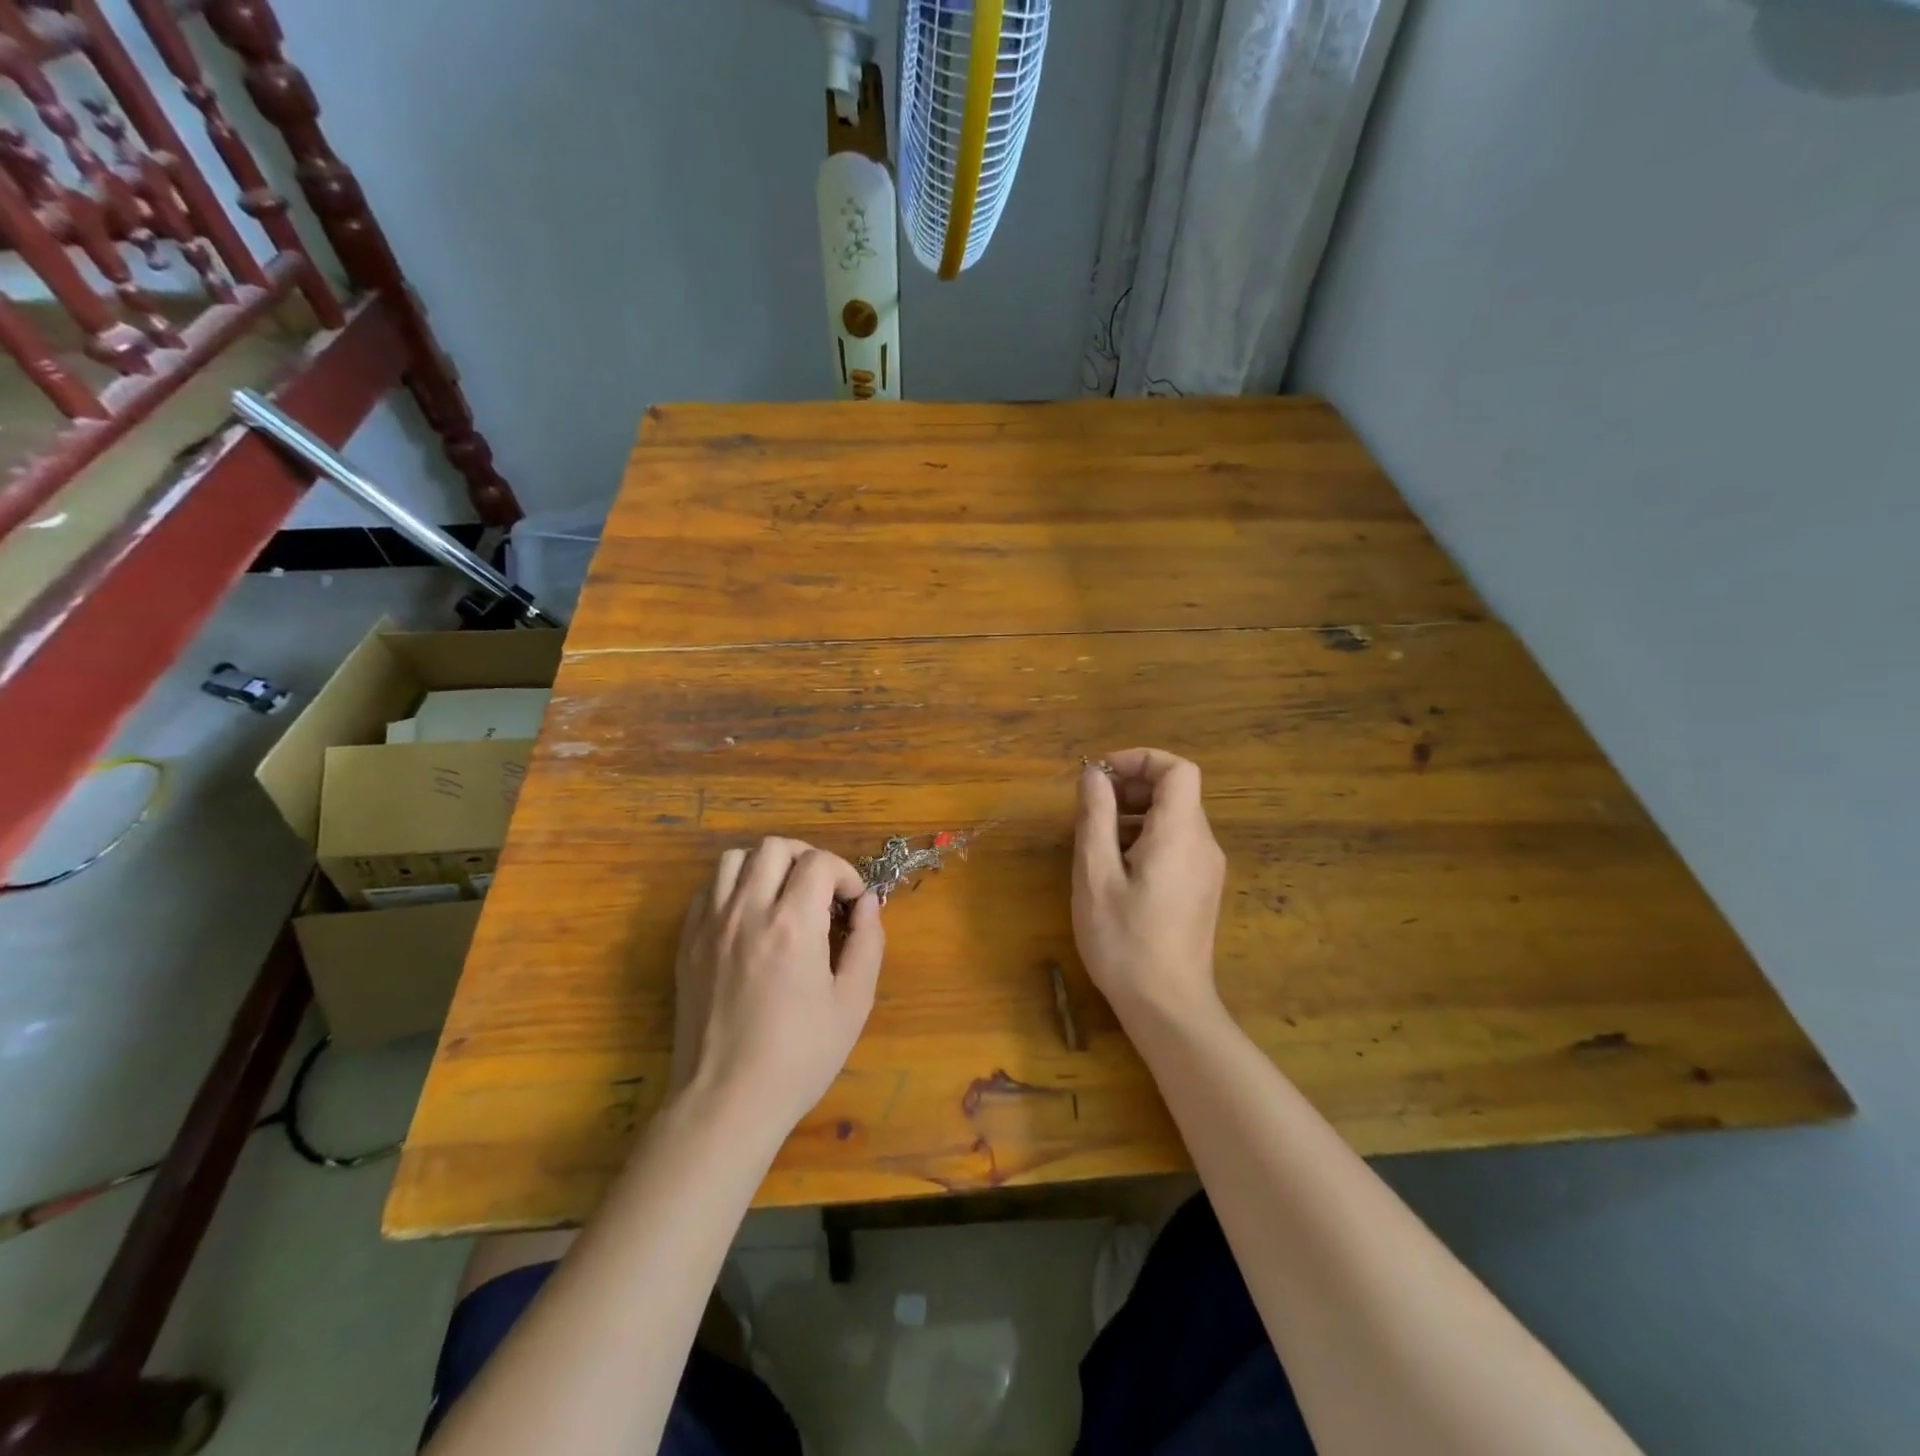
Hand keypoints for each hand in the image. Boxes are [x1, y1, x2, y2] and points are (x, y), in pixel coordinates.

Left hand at [670, 837, 884, 1132]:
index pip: (819, 862)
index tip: (853, 903)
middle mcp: (747, 912)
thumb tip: (867, 904)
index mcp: (792, 925)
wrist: (726, 1101)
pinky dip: (733, 886)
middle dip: (807, 858)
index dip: (845, 873)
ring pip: (735, 858)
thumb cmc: (799, 1057)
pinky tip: (749, 915)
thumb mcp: (853, 1003)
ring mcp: (710, 926)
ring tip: (783, 895)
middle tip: (821, 892)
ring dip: (766, 865)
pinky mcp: (687, 943)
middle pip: (774, 847)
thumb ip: (868, 942)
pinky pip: (708, 889)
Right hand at [1073, 749, 1227, 1025]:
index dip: (1140, 760)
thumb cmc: (1125, 941)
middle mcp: (1203, 843)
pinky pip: (1176, 843)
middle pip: (1176, 791)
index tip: (1101, 775)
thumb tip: (1093, 774)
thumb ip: (1095, 817)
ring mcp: (1207, 868)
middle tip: (1091, 809)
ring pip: (1174, 818)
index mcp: (1180, 834)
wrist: (1168, 1006)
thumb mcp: (1095, 875)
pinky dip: (1146, 837)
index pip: (1179, 769)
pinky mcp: (1201, 888)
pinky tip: (1116, 868)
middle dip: (1131, 787)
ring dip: (1135, 814)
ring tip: (1096, 840)